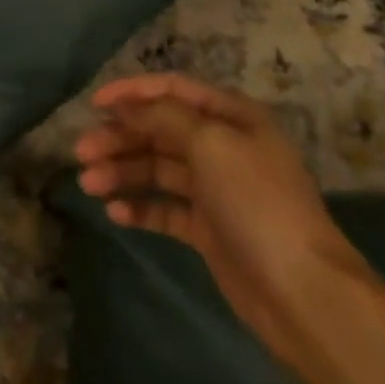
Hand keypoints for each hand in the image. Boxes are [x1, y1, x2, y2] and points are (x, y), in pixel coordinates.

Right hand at [74, 73, 367, 365]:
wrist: (303, 294)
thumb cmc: (257, 202)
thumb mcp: (210, 144)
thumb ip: (163, 117)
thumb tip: (126, 104)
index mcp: (232, 117)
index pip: (172, 89)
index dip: (132, 92)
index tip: (94, 102)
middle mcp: (223, 146)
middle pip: (160, 130)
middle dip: (120, 137)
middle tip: (81, 151)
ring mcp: (216, 190)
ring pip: (157, 168)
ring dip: (122, 171)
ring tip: (89, 184)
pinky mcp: (209, 229)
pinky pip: (166, 208)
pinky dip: (140, 206)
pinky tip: (115, 212)